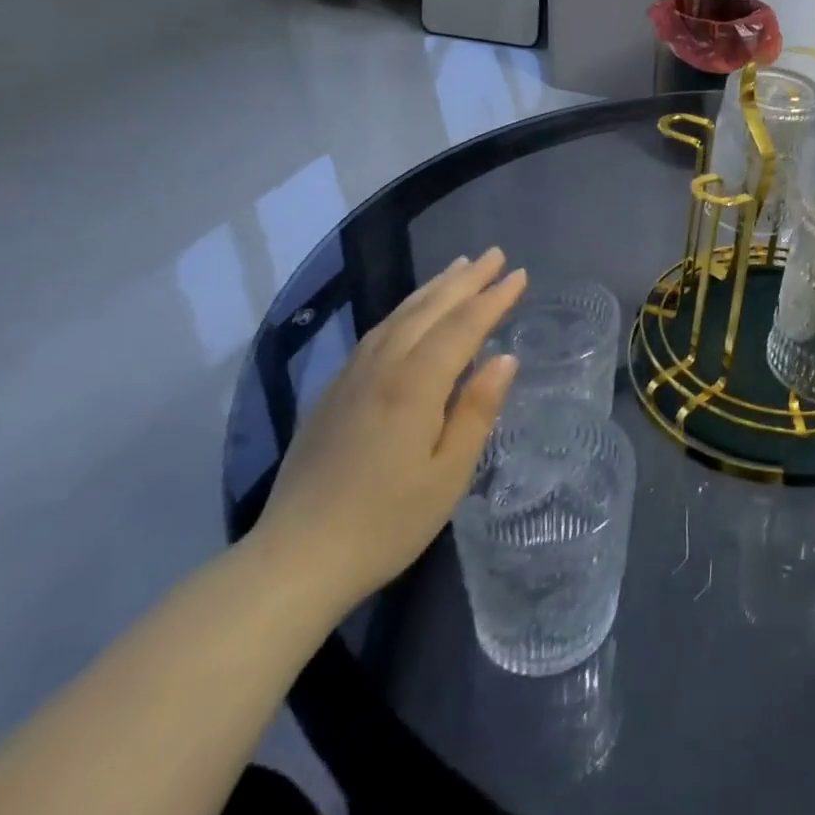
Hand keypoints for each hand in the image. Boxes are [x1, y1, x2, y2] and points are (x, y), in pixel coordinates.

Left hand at [251, 250, 526, 615]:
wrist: (294, 560)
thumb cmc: (385, 523)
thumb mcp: (448, 475)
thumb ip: (477, 411)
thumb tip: (505, 360)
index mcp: (413, 387)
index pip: (462, 327)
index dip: (493, 299)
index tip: (520, 275)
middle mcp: (381, 369)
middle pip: (429, 310)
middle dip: (466, 280)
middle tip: (496, 254)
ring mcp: (351, 378)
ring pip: (398, 316)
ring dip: (433, 288)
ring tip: (459, 267)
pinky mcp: (332, 393)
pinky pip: (376, 333)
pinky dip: (403, 311)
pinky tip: (411, 312)